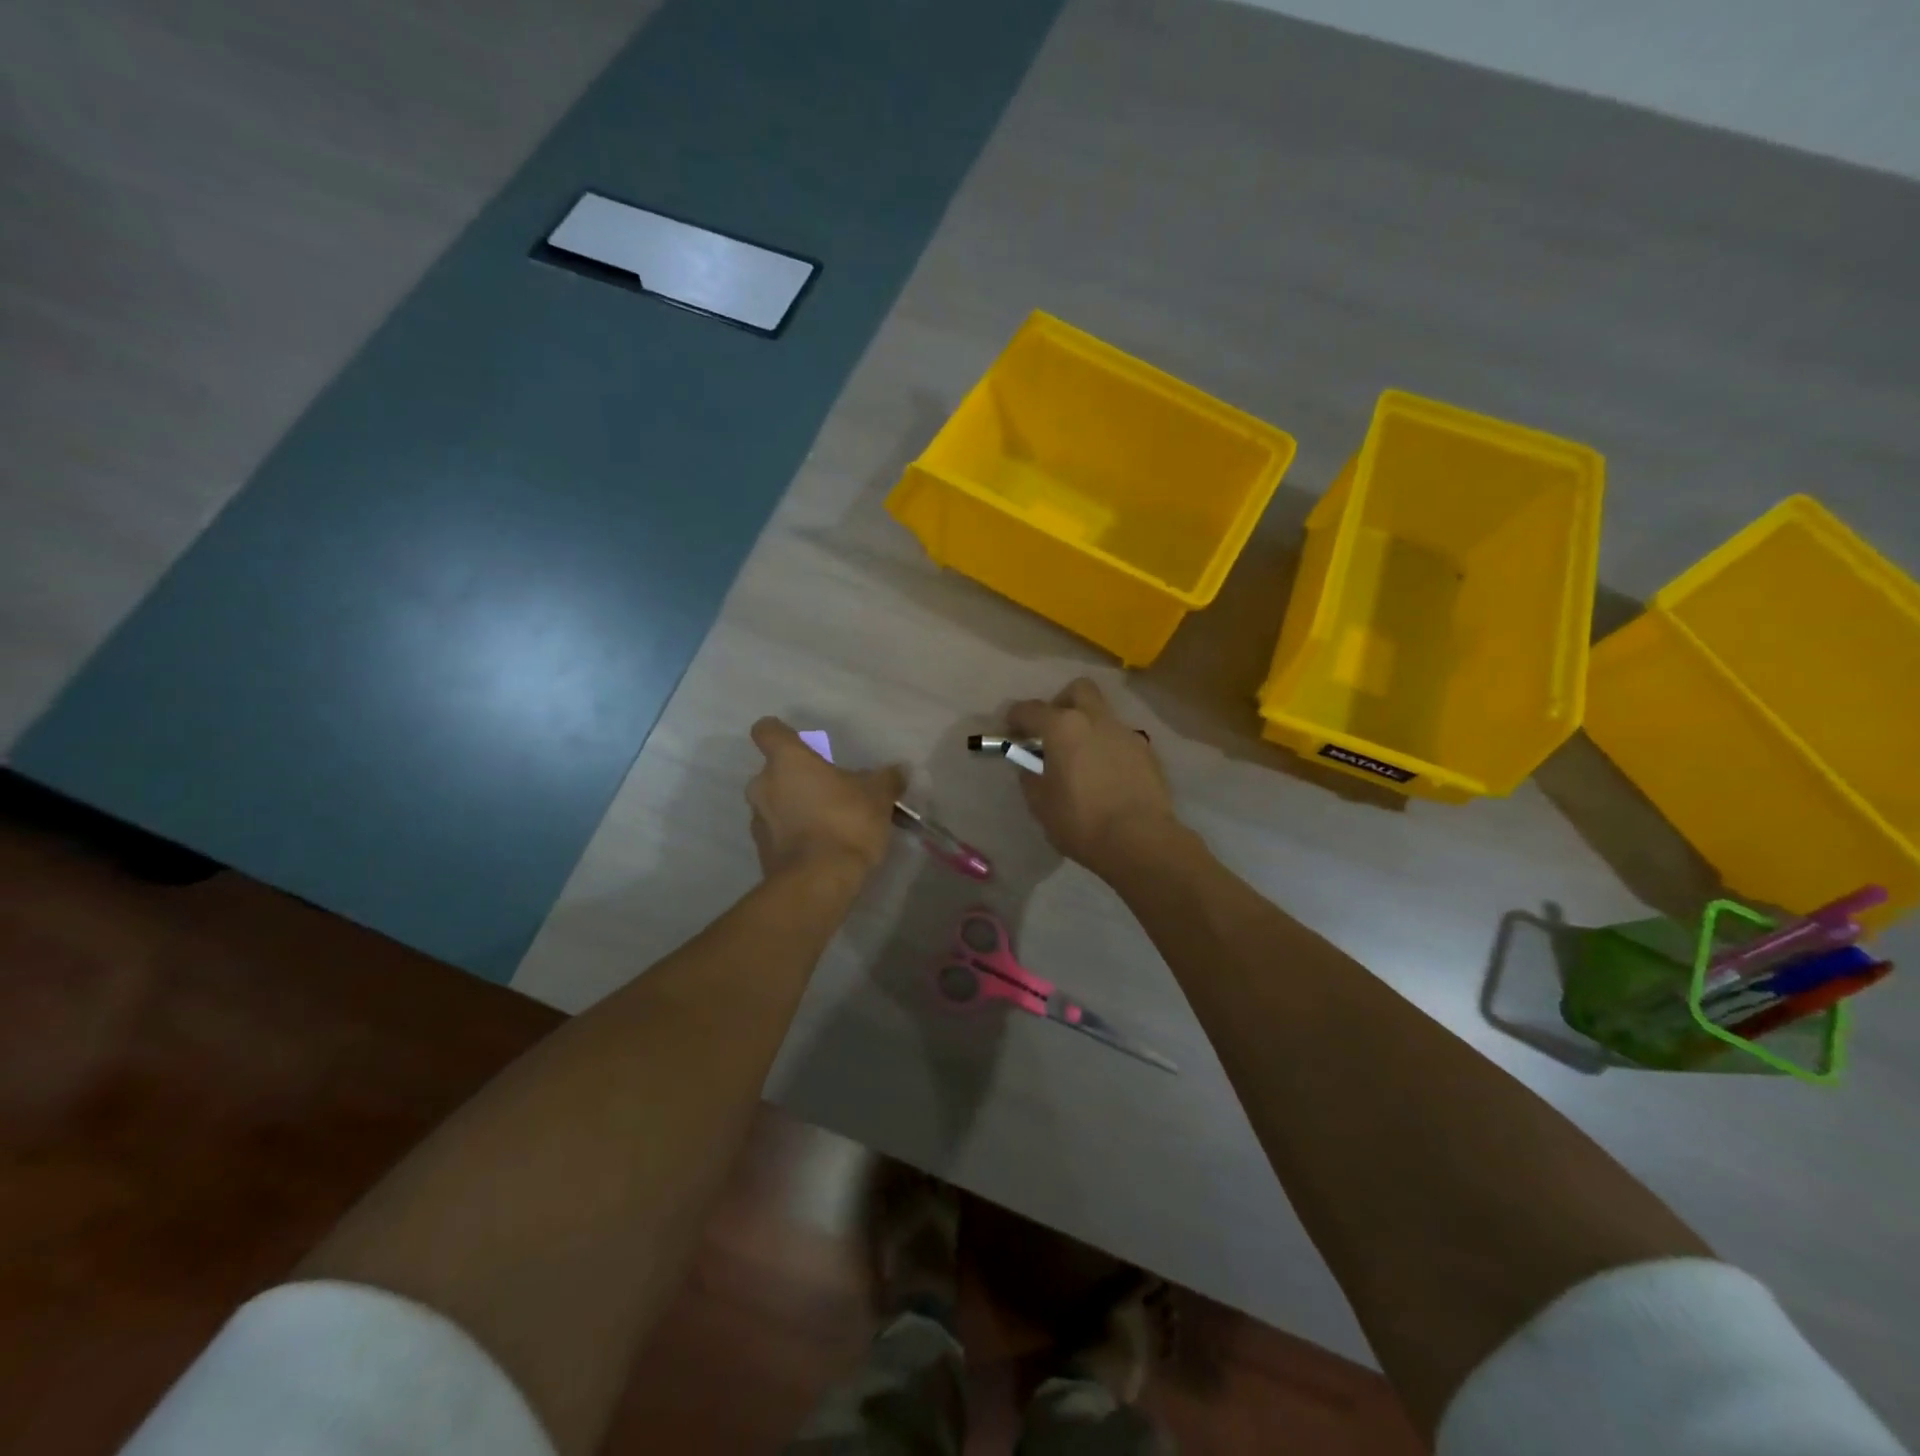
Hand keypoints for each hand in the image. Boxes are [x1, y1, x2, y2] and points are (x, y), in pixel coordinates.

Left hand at [746, 718, 905, 882]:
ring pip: (774, 803)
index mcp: (787, 760)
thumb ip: (887, 779)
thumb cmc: (846, 822)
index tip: (798, 742)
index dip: (780, 732)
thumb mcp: (878, 796)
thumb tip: (900, 769)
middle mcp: (763, 785)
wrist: (818, 882)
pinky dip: (794, 835)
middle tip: (828, 790)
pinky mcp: (762, 852)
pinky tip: (821, 848)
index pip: (767, 730)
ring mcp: (758, 820)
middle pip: (773, 771)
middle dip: (796, 779)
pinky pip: (778, 833)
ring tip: (827, 823)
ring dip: (794, 808)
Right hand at [1007, 679, 1179, 877]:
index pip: (1031, 709)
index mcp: (1063, 728)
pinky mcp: (1148, 752)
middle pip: (1078, 690)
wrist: (1140, 841)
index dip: (1016, 717)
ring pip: (1103, 715)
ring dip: (1088, 727)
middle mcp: (1096, 720)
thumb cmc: (1081, 822)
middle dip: (1062, 703)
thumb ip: (1030, 778)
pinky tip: (1107, 776)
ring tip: (1081, 759)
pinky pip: (1121, 739)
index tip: (1011, 729)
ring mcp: (1126, 733)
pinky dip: (1109, 748)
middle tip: (1053, 731)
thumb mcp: (1041, 805)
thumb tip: (1030, 767)